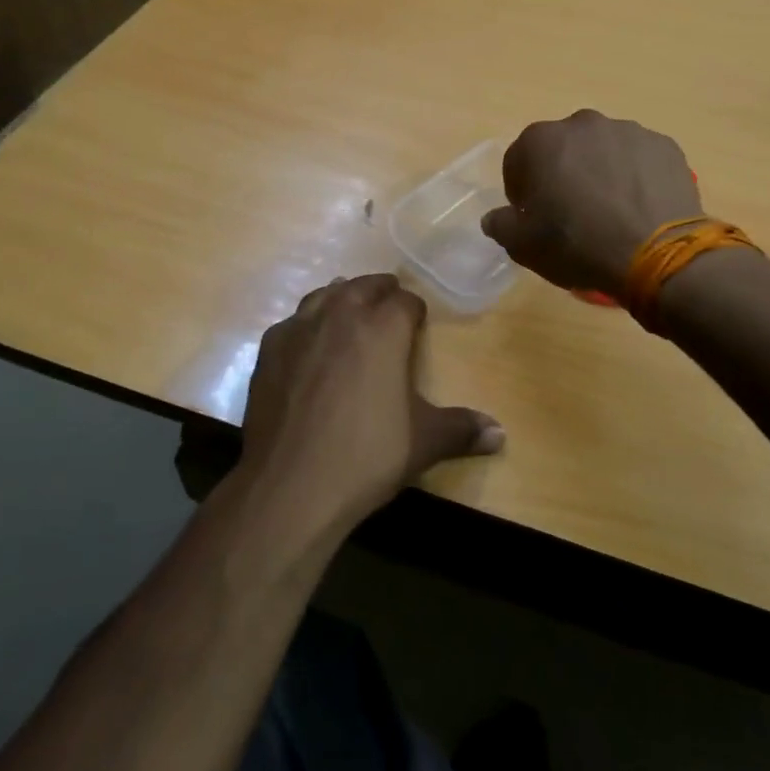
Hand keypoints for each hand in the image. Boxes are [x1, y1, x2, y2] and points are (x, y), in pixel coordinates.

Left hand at [240, 274, 502, 528]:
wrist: (290, 484)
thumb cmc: (366, 456)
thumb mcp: (424, 443)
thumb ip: (462, 430)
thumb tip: (500, 434)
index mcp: (383, 330)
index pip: (405, 301)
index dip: (415, 310)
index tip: (418, 323)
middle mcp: (340, 316)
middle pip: (364, 286)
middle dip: (380, 292)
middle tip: (388, 307)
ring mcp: (299, 329)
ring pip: (324, 295)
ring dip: (341, 298)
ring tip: (349, 311)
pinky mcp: (269, 349)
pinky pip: (292, 321)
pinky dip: (306, 323)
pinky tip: (308, 343)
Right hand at [480, 110, 702, 295]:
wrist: (657, 254)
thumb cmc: (577, 245)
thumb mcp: (523, 246)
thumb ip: (500, 225)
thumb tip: (495, 217)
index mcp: (540, 141)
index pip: (518, 162)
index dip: (523, 192)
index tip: (535, 217)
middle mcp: (582, 124)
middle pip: (563, 149)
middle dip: (563, 174)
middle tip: (573, 213)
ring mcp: (628, 130)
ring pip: (603, 150)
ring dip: (600, 171)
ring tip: (611, 211)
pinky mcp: (664, 145)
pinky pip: (639, 159)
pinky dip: (635, 177)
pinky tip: (639, 208)